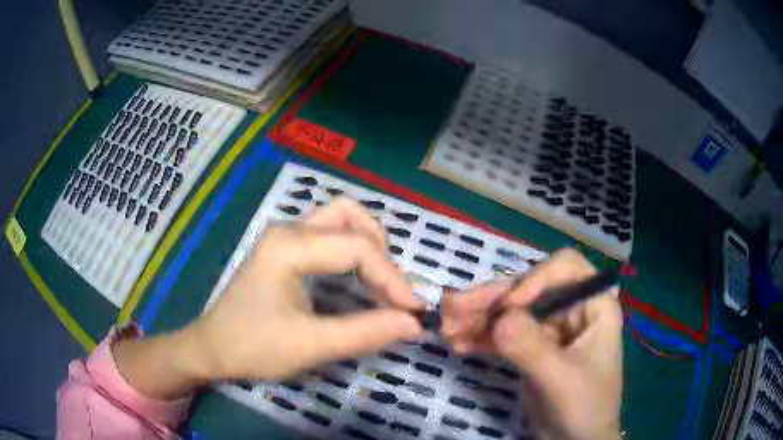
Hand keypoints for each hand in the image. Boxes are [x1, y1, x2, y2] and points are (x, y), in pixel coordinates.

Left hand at [114, 199, 422, 398]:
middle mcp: (288, 231)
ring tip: (381, 282)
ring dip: (368, 244)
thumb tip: (414, 325)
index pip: (356, 248)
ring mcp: (285, 237)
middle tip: (393, 291)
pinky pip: (329, 234)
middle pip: (349, 216)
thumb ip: (365, 333)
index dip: (392, 278)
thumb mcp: (311, 345)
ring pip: (339, 219)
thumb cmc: (253, 347)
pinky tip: (360, 278)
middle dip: (381, 251)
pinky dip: (353, 250)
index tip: (413, 311)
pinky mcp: (285, 249)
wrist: (212, 348)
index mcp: (289, 246)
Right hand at [441, 249, 622, 439]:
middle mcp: (572, 310)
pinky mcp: (532, 349)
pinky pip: (505, 335)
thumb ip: (530, 347)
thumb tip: (496, 318)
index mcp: (593, 306)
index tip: (506, 308)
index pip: (564, 269)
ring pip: (512, 312)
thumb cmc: (584, 407)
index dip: (534, 280)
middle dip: (490, 299)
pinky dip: (482, 337)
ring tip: (446, 328)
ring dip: (478, 318)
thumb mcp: (559, 379)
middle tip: (450, 309)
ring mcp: (550, 330)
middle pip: (529, 290)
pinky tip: (458, 344)